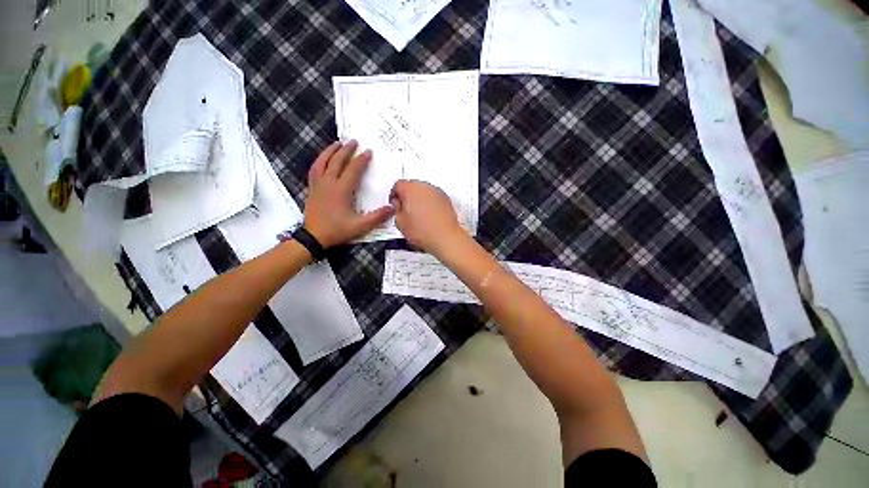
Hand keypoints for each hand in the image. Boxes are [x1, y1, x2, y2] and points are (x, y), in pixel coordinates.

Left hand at [304, 140, 392, 247]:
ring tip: (338, 143)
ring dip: (331, 151)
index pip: (353, 170)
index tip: (368, 151)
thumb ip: (377, 217)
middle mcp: (328, 183)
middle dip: (346, 150)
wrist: (313, 237)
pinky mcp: (312, 188)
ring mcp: (318, 184)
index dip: (361, 160)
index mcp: (341, 190)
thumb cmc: (337, 230)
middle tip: (354, 141)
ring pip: (323, 162)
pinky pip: (315, 169)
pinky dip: (320, 160)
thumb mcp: (360, 226)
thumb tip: (393, 207)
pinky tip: (324, 158)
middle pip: (337, 161)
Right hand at [390, 180, 465, 254]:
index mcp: (411, 189)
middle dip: (407, 196)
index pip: (398, 185)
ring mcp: (437, 192)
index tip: (395, 203)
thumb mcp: (400, 222)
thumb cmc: (425, 231)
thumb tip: (398, 207)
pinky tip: (428, 216)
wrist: (445, 237)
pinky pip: (434, 197)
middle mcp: (425, 187)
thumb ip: (396, 209)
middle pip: (412, 186)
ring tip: (417, 215)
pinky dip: (430, 203)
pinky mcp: (446, 199)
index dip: (394, 195)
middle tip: (405, 209)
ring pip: (424, 191)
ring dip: (419, 199)